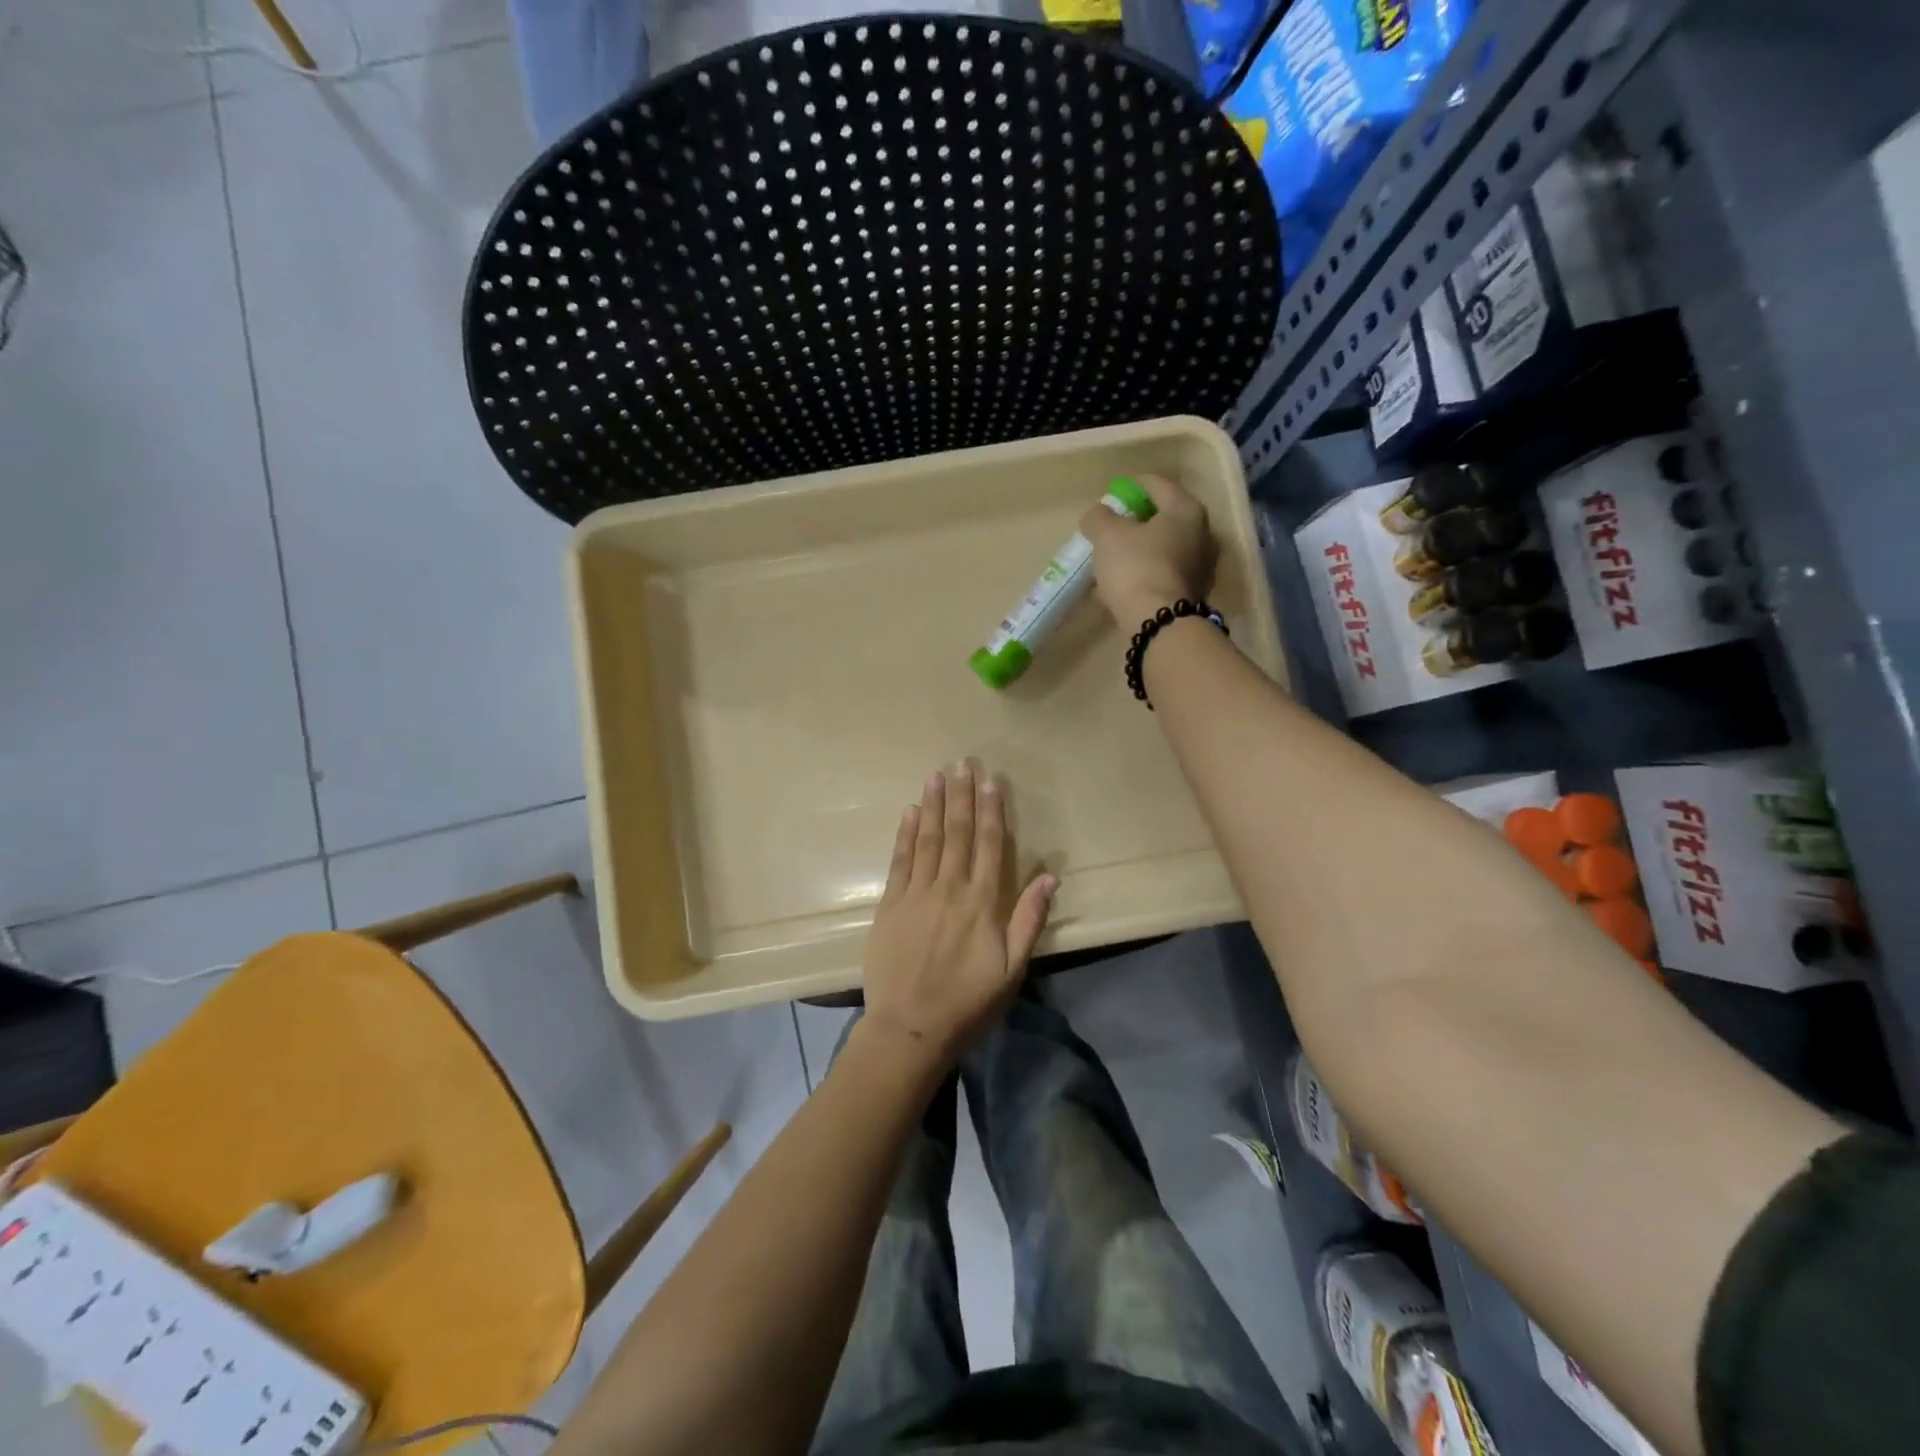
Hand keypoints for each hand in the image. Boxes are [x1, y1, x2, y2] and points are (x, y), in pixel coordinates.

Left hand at [861, 763, 1056, 1070]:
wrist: (910, 1027)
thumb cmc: (968, 1002)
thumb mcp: (1013, 969)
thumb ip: (1029, 919)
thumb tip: (1049, 876)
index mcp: (982, 902)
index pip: (989, 844)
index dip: (991, 810)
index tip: (992, 780)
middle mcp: (950, 888)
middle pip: (957, 832)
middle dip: (961, 795)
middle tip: (962, 762)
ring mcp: (916, 894)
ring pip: (928, 839)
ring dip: (933, 805)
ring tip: (937, 775)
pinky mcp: (890, 905)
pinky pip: (900, 861)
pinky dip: (905, 834)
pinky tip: (909, 811)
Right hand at [1078, 473, 1216, 625]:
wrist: (1160, 624)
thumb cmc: (1136, 568)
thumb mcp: (1107, 535)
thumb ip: (1099, 517)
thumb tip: (1098, 514)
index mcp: (1186, 510)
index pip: (1157, 484)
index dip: (1130, 485)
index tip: (1111, 495)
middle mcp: (1202, 533)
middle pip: (1163, 517)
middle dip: (1136, 521)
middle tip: (1111, 527)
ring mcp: (1201, 566)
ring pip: (1163, 548)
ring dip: (1140, 550)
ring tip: (1113, 558)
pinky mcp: (1193, 593)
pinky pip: (1163, 573)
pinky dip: (1144, 573)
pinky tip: (1123, 584)